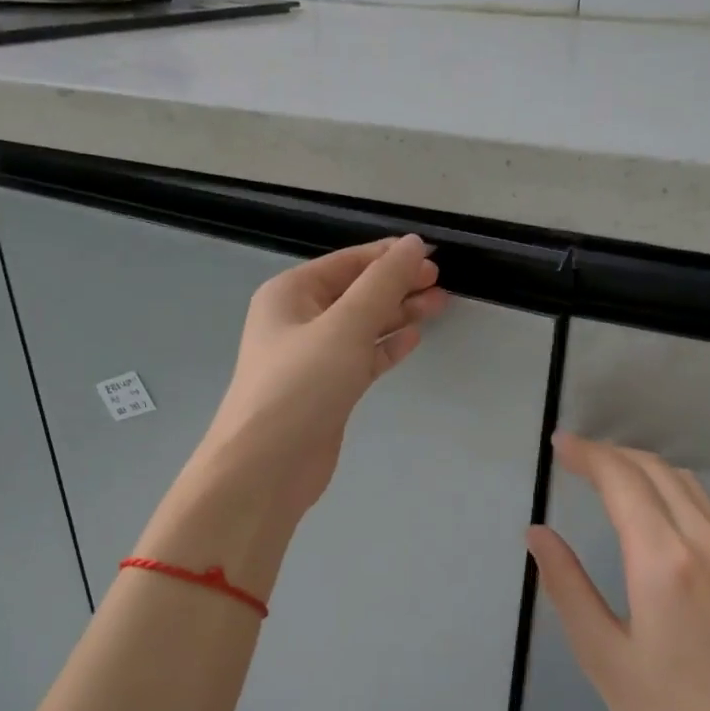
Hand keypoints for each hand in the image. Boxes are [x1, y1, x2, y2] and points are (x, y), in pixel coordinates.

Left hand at [194, 235, 445, 518]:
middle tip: (442, 284)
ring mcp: (313, 357)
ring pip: (363, 325)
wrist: (267, 466)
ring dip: (398, 313)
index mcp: (291, 293)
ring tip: (439, 304)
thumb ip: (383, 283)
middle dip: (398, 285)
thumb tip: (414, 244)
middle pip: (357, 292)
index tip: (433, 256)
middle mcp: (299, 320)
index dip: (390, 256)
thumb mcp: (345, 325)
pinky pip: (362, 357)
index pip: (348, 262)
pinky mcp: (328, 389)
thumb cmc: (302, 385)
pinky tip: (414, 338)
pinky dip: (387, 347)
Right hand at [527, 434, 709, 710]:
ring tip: (608, 476)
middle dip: (613, 455)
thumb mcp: (604, 658)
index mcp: (665, 563)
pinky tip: (652, 514)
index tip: (558, 445)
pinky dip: (671, 492)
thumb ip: (567, 587)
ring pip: (688, 487)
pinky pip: (707, 512)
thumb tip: (537, 534)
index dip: (588, 456)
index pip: (623, 482)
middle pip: (658, 472)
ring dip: (645, 469)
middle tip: (575, 457)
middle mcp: (707, 546)